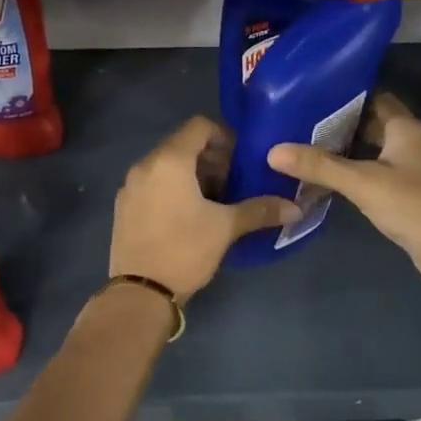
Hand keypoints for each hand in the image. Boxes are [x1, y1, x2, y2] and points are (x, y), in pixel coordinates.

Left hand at [110, 117, 301, 299]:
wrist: (139, 293)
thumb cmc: (184, 250)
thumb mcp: (226, 228)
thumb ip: (260, 210)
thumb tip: (295, 208)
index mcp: (169, 161)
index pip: (199, 126)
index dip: (225, 136)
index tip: (242, 159)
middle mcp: (145, 165)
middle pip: (183, 145)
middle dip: (211, 158)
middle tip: (233, 182)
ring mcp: (130, 186)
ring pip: (167, 165)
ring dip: (193, 175)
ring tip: (215, 201)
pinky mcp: (124, 207)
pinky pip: (153, 184)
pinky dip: (173, 189)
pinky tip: (189, 216)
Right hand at [267, 94, 420, 287]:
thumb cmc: (411, 205)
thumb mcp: (361, 182)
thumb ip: (319, 165)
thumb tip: (273, 151)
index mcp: (406, 128)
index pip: (375, 98)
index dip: (346, 96)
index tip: (313, 97)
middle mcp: (412, 142)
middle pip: (373, 124)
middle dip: (341, 124)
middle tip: (302, 124)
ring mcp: (413, 168)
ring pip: (374, 150)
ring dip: (348, 150)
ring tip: (308, 148)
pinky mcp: (410, 192)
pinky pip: (378, 172)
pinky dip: (357, 171)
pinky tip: (332, 179)